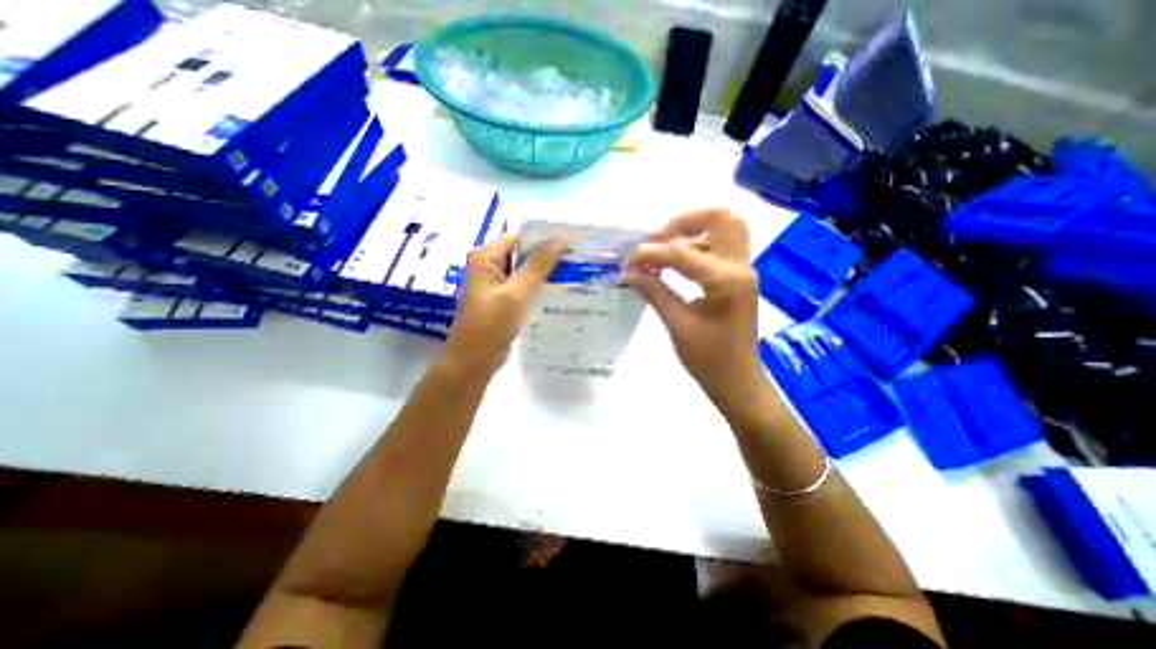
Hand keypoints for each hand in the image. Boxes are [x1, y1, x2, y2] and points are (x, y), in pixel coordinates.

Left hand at [445, 233, 568, 374]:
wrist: (473, 362)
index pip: (520, 237)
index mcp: (485, 257)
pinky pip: (524, 286)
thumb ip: (538, 265)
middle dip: (549, 255)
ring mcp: (496, 284)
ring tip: (575, 271)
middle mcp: (489, 266)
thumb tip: (561, 238)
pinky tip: (560, 289)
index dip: (546, 238)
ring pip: (526, 270)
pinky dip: (540, 286)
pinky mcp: (503, 299)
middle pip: (523, 253)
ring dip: (546, 271)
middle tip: (579, 258)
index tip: (573, 242)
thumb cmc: (490, 326)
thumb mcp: (516, 293)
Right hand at [623, 211, 765, 415]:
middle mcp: (740, 266)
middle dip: (683, 222)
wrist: (738, 382)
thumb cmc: (709, 360)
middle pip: (720, 217)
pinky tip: (675, 264)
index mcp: (725, 281)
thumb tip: (630, 272)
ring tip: (662, 249)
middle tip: (657, 240)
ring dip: (692, 231)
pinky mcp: (738, 278)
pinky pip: (721, 247)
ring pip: (724, 228)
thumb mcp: (677, 325)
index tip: (628, 262)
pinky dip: (697, 246)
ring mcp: (743, 270)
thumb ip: (654, 292)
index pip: (681, 252)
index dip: (649, 253)